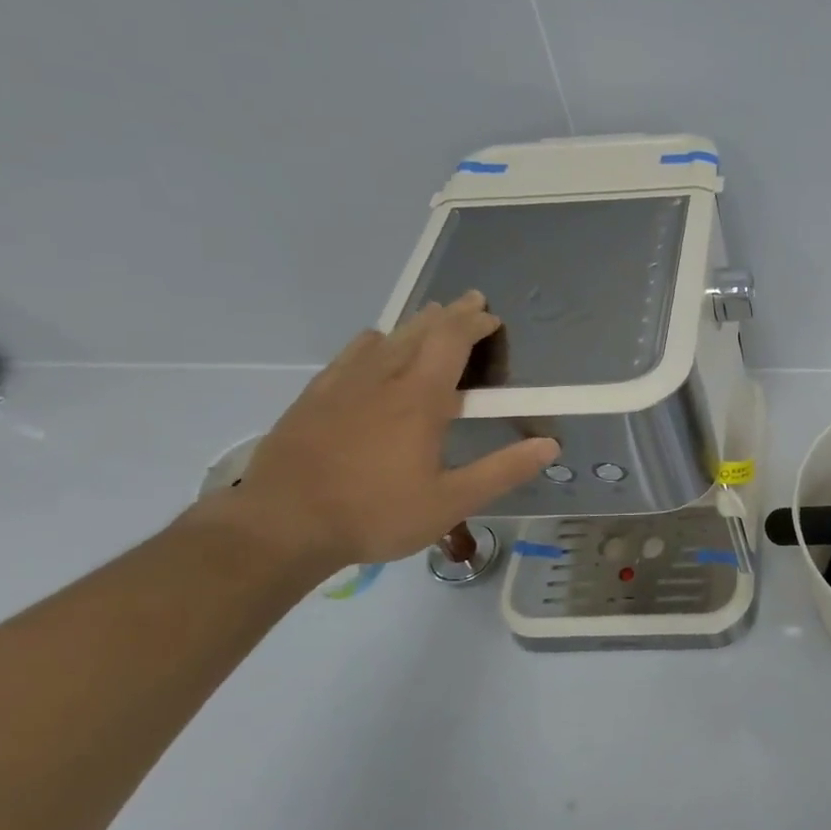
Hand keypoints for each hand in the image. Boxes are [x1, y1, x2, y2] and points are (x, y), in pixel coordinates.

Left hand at [215, 291, 557, 567]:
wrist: (281, 526)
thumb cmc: (375, 514)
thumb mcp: (450, 502)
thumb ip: (502, 471)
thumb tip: (550, 445)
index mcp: (419, 399)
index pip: (451, 342)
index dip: (474, 324)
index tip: (493, 317)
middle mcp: (382, 379)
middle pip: (420, 331)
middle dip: (450, 314)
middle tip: (470, 303)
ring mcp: (343, 385)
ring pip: (385, 338)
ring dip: (415, 324)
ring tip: (431, 318)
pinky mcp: (315, 398)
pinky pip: (350, 354)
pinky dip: (374, 342)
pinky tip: (374, 346)